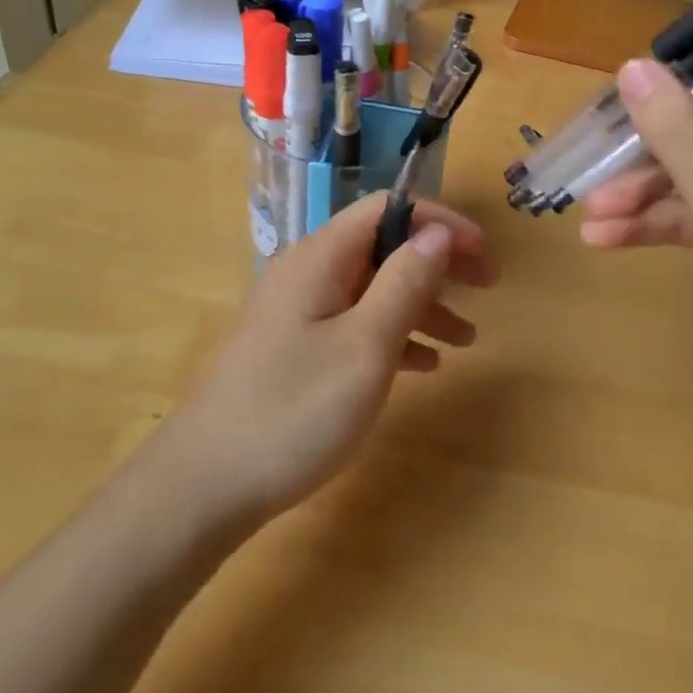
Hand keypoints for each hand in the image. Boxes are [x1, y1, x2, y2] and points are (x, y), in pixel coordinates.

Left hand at [166, 195, 496, 525]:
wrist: (206, 484)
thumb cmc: (294, 410)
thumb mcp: (365, 346)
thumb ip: (404, 282)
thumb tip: (436, 231)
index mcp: (321, 256)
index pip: (387, 208)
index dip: (439, 221)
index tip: (483, 252)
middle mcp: (307, 270)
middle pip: (382, 245)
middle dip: (437, 262)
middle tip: (486, 288)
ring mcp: (297, 310)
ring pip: (371, 287)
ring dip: (421, 303)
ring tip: (466, 340)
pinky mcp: (293, 346)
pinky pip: (354, 322)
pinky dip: (392, 334)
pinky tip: (422, 365)